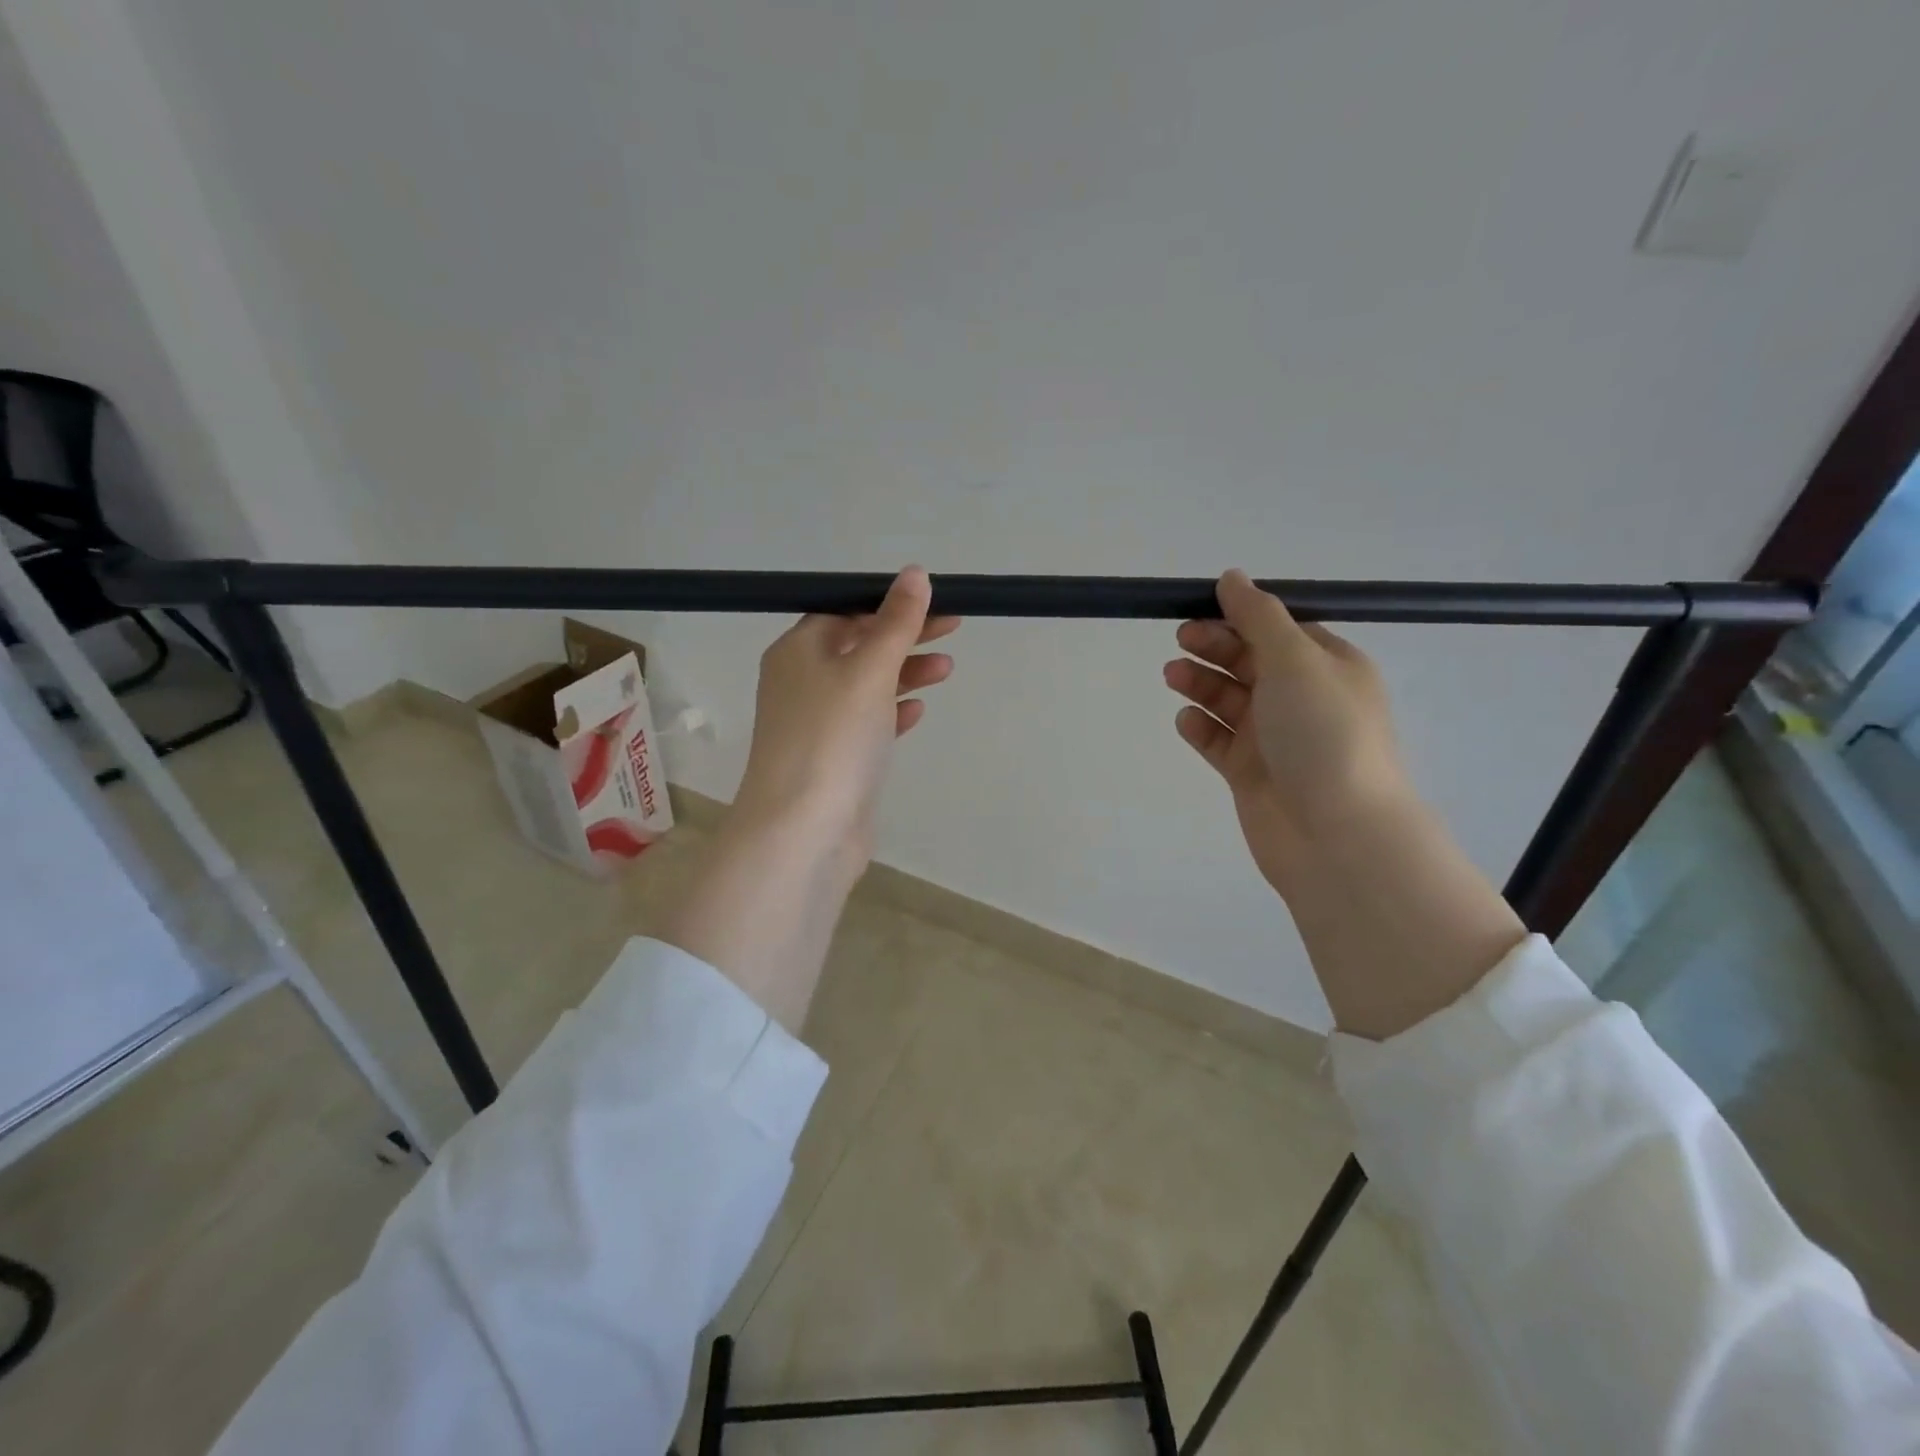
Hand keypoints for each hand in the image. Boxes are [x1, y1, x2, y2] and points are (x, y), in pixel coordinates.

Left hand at [732, 565, 959, 874]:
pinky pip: (866, 724)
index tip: (935, 602)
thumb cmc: (833, 738)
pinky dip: (892, 712)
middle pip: (859, 646)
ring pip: (866, 686)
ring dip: (904, 673)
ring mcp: (816, 724)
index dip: (890, 604)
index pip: (846, 612)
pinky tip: (918, 711)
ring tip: (946, 669)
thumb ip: (895, 623)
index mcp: (798, 651)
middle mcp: (801, 682)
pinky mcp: (834, 759)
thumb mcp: (869, 670)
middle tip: (953, 628)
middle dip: (905, 637)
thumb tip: (914, 573)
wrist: (803, 832)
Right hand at [1163, 569, 1523, 1038]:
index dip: (1239, 616)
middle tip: (1181, 641)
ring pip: (1229, 700)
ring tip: (1173, 677)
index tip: (1200, 608)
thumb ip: (1258, 616)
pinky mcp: (1251, 773)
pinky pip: (1219, 742)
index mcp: (1327, 666)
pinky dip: (1201, 728)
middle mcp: (1303, 699)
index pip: (1278, 629)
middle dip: (1215, 647)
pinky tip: (1186, 722)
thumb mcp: (1295, 660)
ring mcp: (1276, 739)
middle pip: (1250, 661)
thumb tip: (1231, 576)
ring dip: (1201, 684)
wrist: (1335, 835)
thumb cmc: (1322, 735)